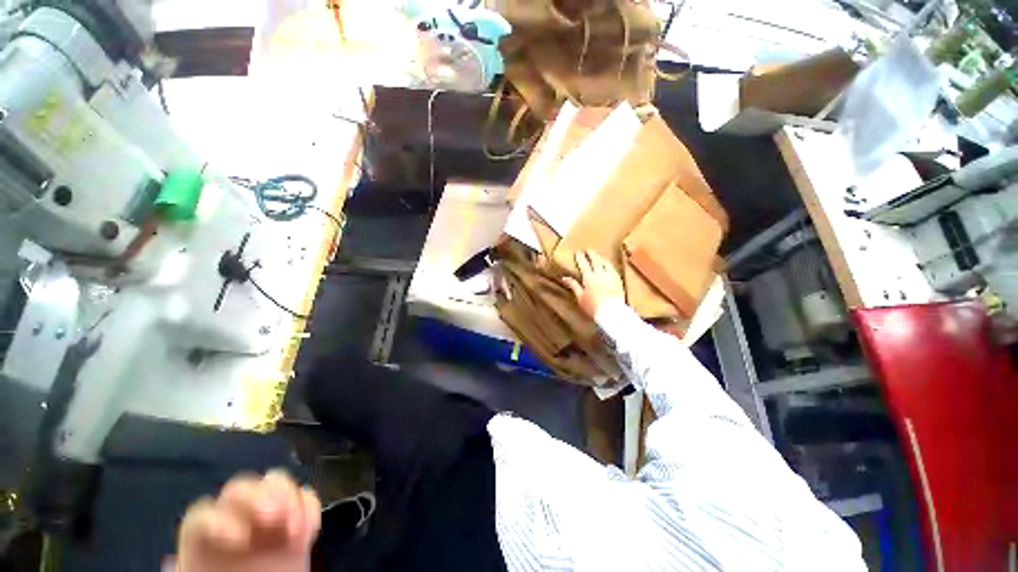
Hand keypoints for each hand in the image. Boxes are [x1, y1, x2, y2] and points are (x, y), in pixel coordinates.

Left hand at [170, 470, 320, 571]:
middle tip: (272, 516)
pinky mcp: (298, 521)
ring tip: (293, 527)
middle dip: (259, 496)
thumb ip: (188, 568)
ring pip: (276, 483)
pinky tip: (307, 534)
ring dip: (288, 497)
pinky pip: (306, 498)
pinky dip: (309, 509)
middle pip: (242, 489)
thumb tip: (172, 564)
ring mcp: (269, 518)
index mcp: (204, 539)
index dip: (217, 519)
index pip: (203, 513)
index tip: (235, 541)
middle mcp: (236, 521)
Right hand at [563, 250, 624, 318]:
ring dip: (600, 257)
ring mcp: (610, 276)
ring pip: (605, 262)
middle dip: (591, 254)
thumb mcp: (580, 297)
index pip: (583, 264)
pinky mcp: (618, 280)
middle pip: (595, 260)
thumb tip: (565, 278)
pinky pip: (613, 268)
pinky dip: (608, 264)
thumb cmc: (593, 307)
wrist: (612, 313)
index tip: (577, 252)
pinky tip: (608, 265)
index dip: (580, 257)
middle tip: (588, 250)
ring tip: (598, 255)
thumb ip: (574, 286)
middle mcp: (600, 274)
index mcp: (589, 277)